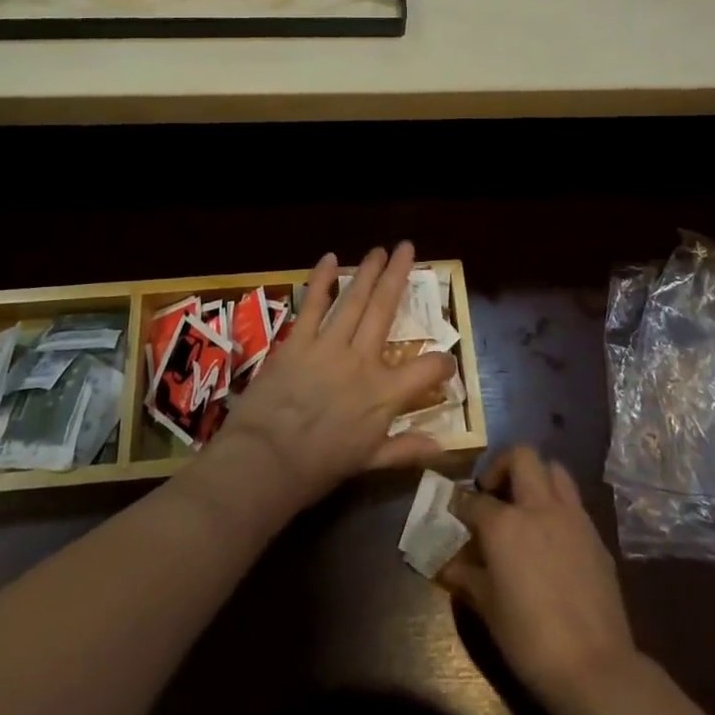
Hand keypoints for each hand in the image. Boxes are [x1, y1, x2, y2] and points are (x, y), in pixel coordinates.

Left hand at [205, 243, 457, 517]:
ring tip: (379, 250)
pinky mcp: (299, 340)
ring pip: (355, 299)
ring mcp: (329, 345)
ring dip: (368, 271)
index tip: (447, 360)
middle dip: (399, 275)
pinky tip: (330, 259)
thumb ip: (406, 449)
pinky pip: (314, 303)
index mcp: (384, 394)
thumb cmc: (320, 467)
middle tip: (407, 247)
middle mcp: (362, 360)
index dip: (443, 363)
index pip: (428, 370)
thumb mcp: (369, 463)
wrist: (266, 460)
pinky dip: (322, 279)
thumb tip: (442, 447)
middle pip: (386, 309)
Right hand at [440, 446, 639, 712]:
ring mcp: (572, 517)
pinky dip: (558, 506)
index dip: (459, 503)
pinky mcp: (596, 535)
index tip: (452, 509)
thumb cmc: (530, 641)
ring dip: (537, 477)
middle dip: (502, 465)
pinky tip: (552, 536)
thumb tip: (446, 565)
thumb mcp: (489, 610)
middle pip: (521, 456)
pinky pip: (574, 503)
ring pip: (554, 470)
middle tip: (493, 491)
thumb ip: (467, 577)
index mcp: (505, 524)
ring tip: (526, 504)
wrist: (595, 669)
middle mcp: (538, 507)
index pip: (473, 499)